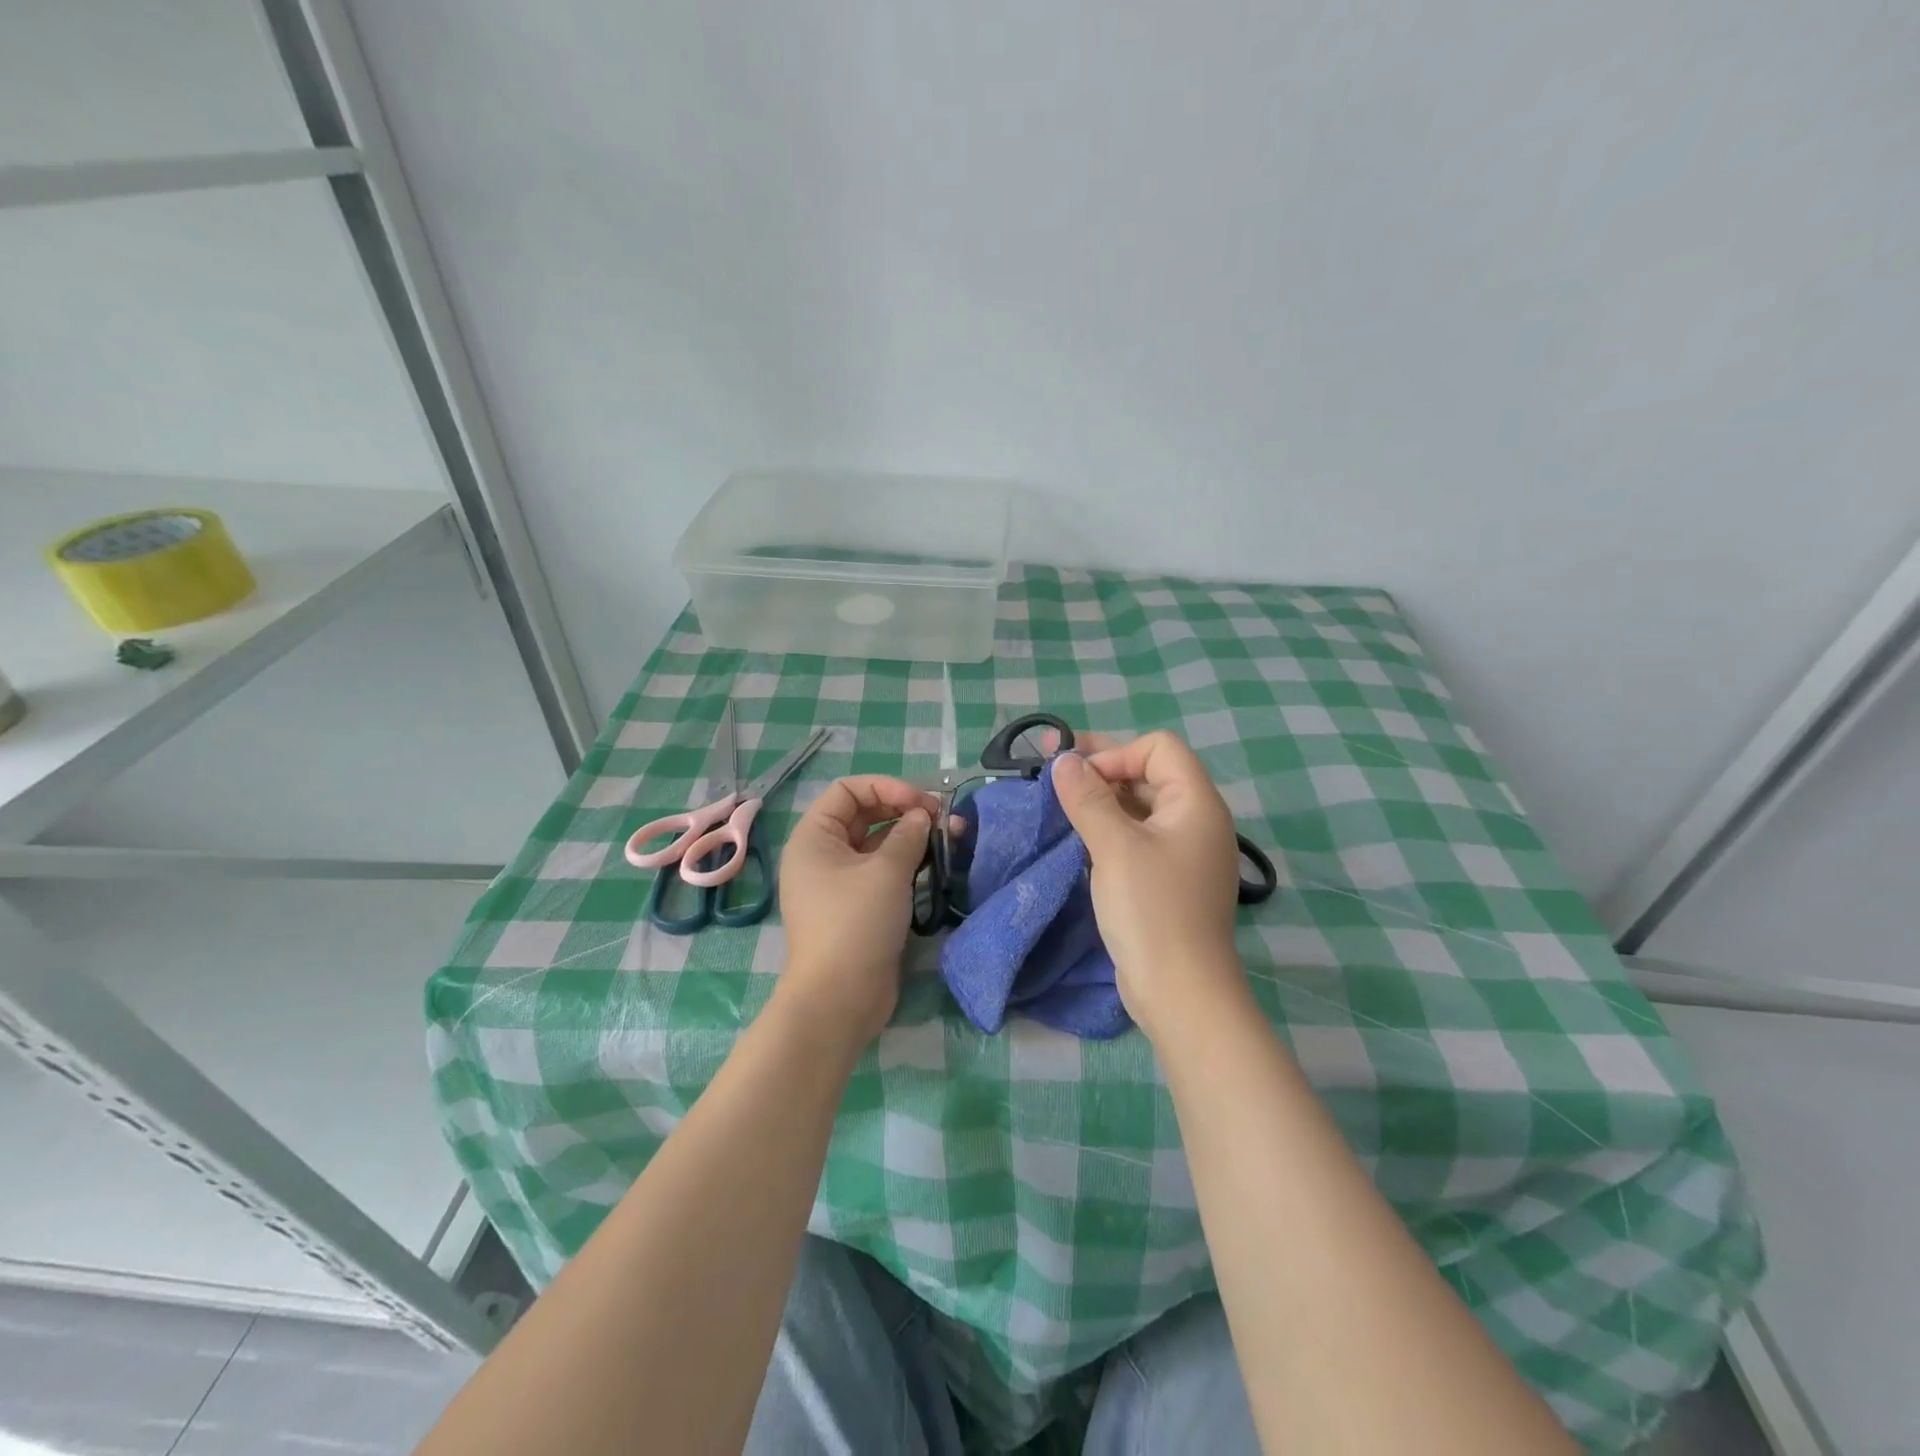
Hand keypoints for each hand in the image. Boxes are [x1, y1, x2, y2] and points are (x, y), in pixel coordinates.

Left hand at [776, 775, 937, 1043]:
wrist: (840, 998)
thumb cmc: (856, 923)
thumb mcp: (887, 871)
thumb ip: (909, 834)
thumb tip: (922, 817)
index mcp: (814, 837)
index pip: (848, 790)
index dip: (887, 787)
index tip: (924, 802)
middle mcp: (822, 854)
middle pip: (864, 814)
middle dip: (905, 810)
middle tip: (943, 818)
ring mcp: (839, 882)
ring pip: (877, 844)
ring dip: (912, 837)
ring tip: (951, 836)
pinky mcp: (858, 906)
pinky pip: (882, 871)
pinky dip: (908, 863)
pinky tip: (938, 863)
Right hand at [1051, 732, 1246, 1036]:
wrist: (1180, 991)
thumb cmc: (1152, 909)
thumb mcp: (1114, 847)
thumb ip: (1087, 798)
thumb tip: (1064, 761)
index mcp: (1196, 803)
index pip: (1159, 748)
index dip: (1116, 753)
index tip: (1078, 780)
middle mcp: (1196, 820)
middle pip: (1149, 773)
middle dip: (1101, 770)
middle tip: (1051, 774)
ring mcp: (1183, 852)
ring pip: (1139, 807)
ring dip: (1101, 801)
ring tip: (1058, 807)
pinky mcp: (1168, 879)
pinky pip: (1137, 837)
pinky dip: (1108, 830)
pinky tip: (1077, 839)